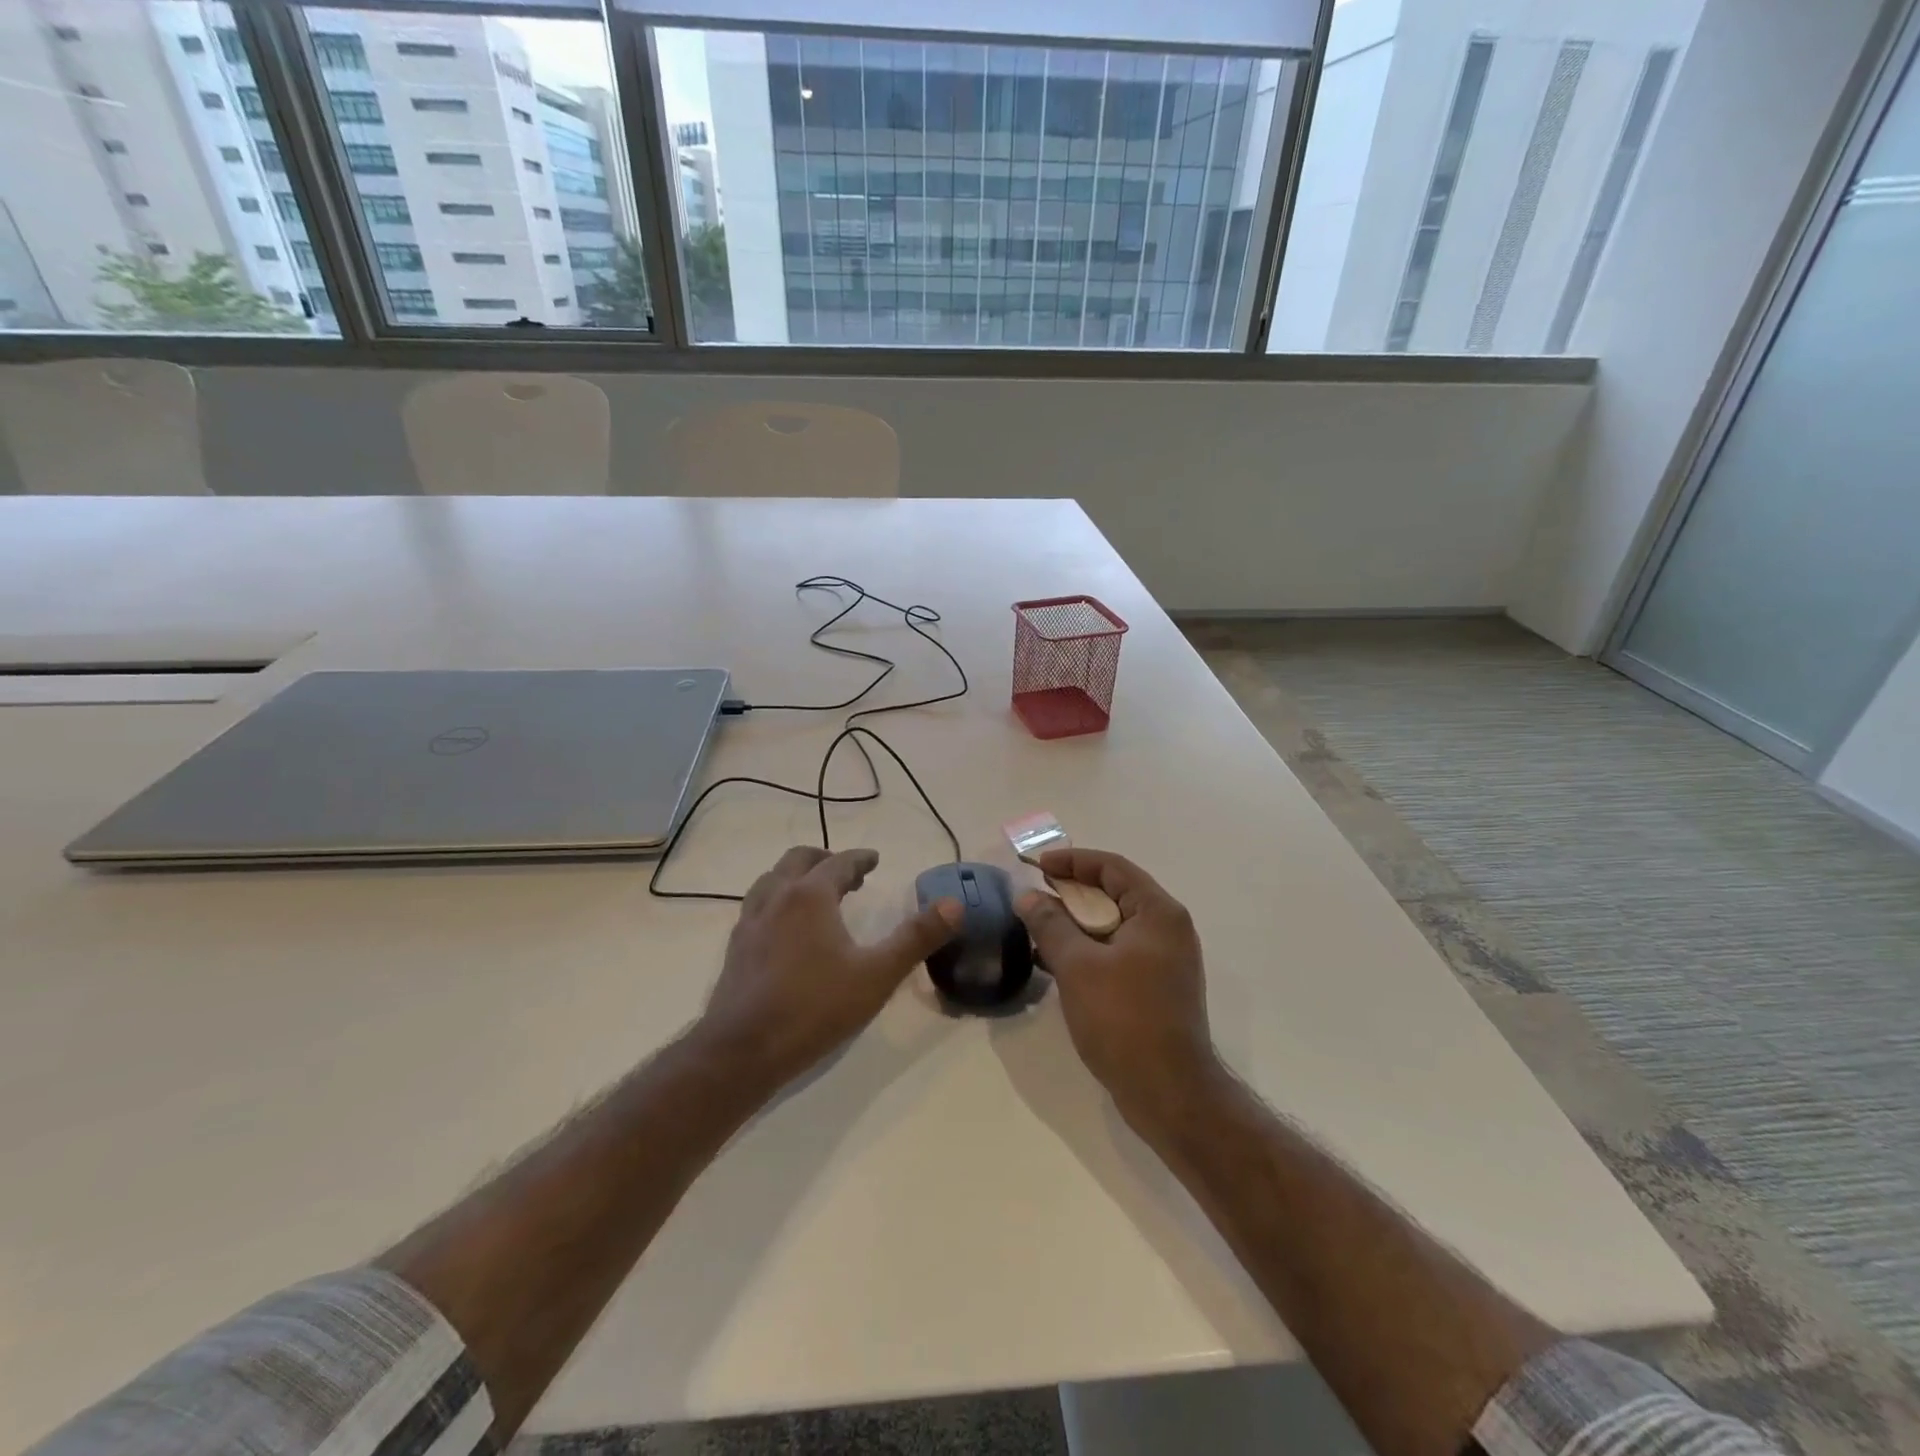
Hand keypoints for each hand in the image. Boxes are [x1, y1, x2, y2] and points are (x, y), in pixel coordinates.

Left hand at [696, 846, 960, 1094]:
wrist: (743, 1050)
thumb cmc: (815, 1007)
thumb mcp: (876, 975)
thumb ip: (916, 938)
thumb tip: (955, 905)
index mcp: (810, 896)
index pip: (839, 862)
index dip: (860, 859)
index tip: (874, 860)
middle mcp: (777, 898)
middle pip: (798, 860)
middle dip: (825, 860)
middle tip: (848, 875)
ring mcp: (750, 921)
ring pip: (772, 879)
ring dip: (797, 876)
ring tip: (816, 894)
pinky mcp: (735, 947)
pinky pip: (757, 905)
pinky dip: (777, 899)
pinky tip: (785, 927)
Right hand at [1016, 849, 1223, 1126]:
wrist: (1168, 1092)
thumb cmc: (1124, 1019)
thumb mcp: (1078, 966)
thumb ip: (1050, 924)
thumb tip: (1028, 896)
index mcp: (1158, 913)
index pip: (1112, 868)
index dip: (1072, 861)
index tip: (1037, 866)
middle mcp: (1167, 929)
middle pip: (1114, 893)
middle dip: (1071, 892)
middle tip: (1034, 896)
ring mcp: (1164, 960)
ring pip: (1113, 925)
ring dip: (1076, 923)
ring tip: (1038, 928)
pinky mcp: (1156, 987)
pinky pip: (1117, 952)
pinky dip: (1088, 949)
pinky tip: (1055, 962)